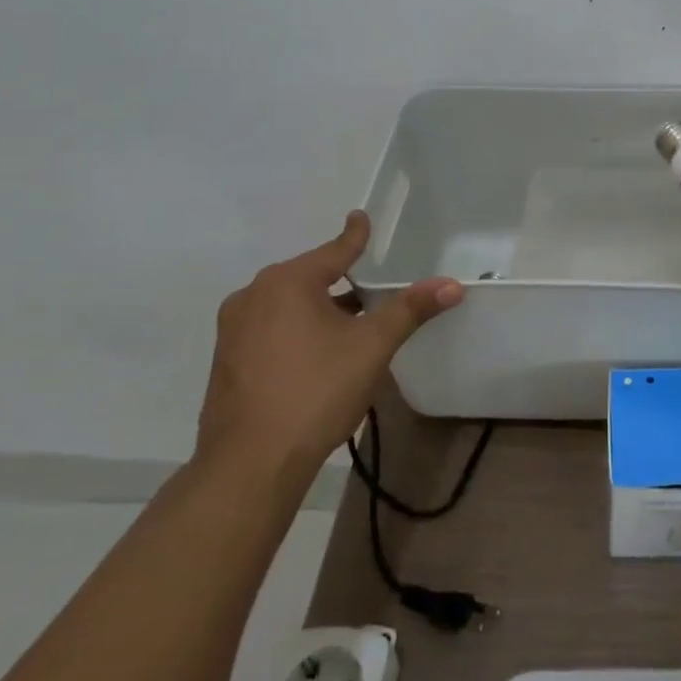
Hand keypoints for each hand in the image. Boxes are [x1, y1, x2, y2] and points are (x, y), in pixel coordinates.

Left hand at [196, 212, 462, 483]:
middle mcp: (253, 296)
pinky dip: (296, 330)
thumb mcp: (372, 346)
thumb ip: (410, 309)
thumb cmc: (316, 391)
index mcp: (287, 282)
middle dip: (339, 280)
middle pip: (309, 277)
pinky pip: (269, 329)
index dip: (355, 235)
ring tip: (350, 323)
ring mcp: (233, 330)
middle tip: (369, 286)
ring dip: (319, 308)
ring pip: (287, 305)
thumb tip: (453, 284)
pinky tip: (317, 354)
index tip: (360, 216)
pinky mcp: (226, 361)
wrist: (250, 464)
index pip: (334, 250)